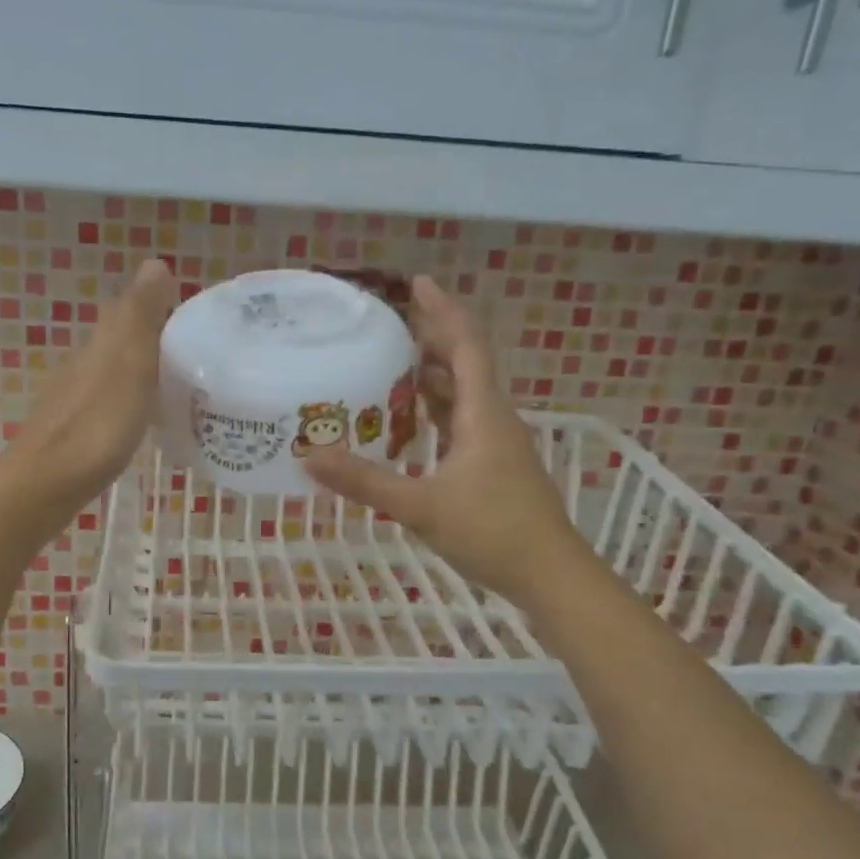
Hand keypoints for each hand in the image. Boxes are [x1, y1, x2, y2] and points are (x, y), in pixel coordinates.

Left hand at [0, 258, 176, 537]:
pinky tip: (143, 420)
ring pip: (114, 372)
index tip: (194, 320)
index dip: (159, 308)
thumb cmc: (98, 424)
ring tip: (177, 387)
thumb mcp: (130, 364)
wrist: (47, 483)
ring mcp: (76, 397)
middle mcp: (85, 362)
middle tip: (194, 355)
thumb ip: (142, 316)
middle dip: (153, 340)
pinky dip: (130, 401)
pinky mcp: (75, 428)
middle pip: (121, 340)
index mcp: (102, 343)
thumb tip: (156, 263)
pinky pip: (109, 401)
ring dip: (141, 372)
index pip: (130, 310)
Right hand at [304, 276, 579, 604]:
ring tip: (390, 363)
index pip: (466, 343)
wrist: (550, 575)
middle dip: (431, 337)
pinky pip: (460, 422)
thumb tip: (309, 457)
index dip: (442, 310)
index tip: (416, 283)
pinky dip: (435, 411)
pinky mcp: (492, 466)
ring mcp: (495, 443)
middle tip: (388, 324)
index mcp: (483, 413)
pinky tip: (409, 423)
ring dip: (432, 375)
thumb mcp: (421, 506)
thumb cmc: (492, 532)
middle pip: (465, 362)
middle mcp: (493, 418)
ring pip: (463, 394)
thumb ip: (365, 481)